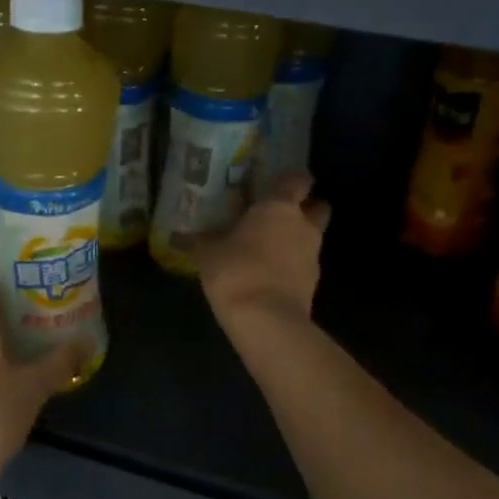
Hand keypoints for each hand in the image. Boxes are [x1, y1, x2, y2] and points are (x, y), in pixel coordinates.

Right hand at [192, 172, 329, 333]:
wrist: (266, 319)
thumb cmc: (235, 270)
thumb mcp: (207, 253)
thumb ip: (200, 240)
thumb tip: (180, 236)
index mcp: (279, 207)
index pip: (297, 180)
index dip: (290, 180)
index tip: (276, 184)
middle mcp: (303, 225)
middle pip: (317, 208)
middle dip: (305, 209)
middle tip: (279, 216)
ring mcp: (313, 255)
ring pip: (312, 238)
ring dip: (296, 240)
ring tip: (268, 250)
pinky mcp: (314, 284)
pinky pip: (304, 266)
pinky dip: (292, 267)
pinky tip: (269, 275)